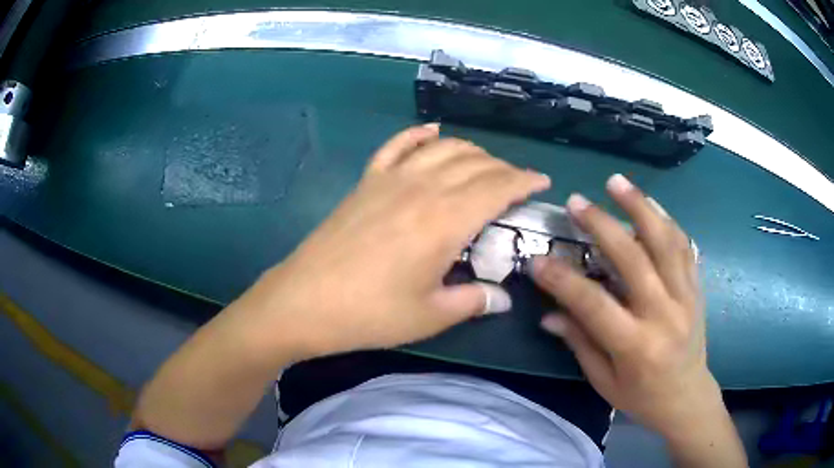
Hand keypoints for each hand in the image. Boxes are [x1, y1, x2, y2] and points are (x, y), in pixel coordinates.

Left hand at [244, 124, 549, 358]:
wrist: (305, 301)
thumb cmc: (370, 313)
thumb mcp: (430, 316)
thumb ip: (473, 301)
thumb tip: (502, 298)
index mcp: (446, 220)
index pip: (497, 187)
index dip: (524, 181)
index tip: (541, 182)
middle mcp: (422, 188)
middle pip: (474, 163)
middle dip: (502, 168)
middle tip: (516, 183)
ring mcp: (390, 180)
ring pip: (442, 148)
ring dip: (470, 151)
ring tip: (484, 164)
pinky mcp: (366, 182)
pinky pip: (396, 146)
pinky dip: (418, 135)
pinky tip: (432, 132)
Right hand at [530, 174, 715, 435]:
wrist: (687, 398)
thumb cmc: (642, 397)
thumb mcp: (605, 381)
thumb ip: (580, 343)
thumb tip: (549, 314)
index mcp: (636, 346)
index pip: (594, 305)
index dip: (562, 280)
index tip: (537, 260)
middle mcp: (664, 315)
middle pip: (633, 259)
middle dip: (602, 226)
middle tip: (577, 202)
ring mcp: (686, 297)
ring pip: (666, 242)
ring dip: (640, 207)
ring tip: (616, 182)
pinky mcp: (697, 288)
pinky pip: (684, 246)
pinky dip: (667, 220)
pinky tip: (651, 204)